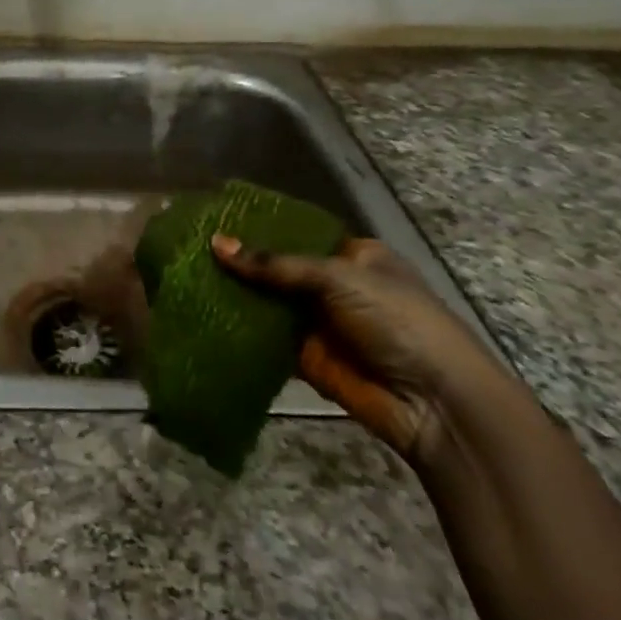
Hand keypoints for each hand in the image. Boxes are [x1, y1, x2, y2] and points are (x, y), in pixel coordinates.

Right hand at [209, 235, 511, 467]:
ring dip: (235, 294)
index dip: (259, 226)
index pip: (296, 233)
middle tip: (190, 246)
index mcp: (353, 255)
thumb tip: (216, 244)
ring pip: (268, 303)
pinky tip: (201, 314)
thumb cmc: (397, 320)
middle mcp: (334, 286)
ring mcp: (319, 323)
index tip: (215, 217)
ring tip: (186, 275)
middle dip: (241, 261)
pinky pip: (266, 339)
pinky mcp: (306, 359)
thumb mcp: (339, 278)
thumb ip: (276, 264)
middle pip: (278, 268)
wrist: (435, 403)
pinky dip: (239, 330)